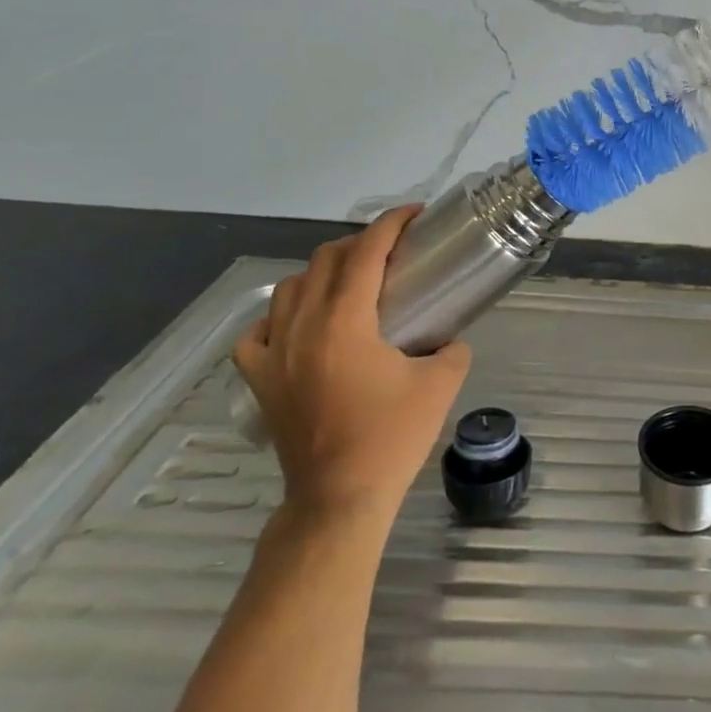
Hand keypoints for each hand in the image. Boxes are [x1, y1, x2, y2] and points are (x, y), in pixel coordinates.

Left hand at [232, 208, 469, 523]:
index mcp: (345, 323)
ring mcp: (273, 354)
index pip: (364, 253)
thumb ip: (452, 347)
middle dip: (360, 243)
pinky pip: (258, 331)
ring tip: (350, 283)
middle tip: (392, 250)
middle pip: (324, 261)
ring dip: (322, 273)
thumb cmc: (392, 437)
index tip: (413, 214)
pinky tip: (301, 325)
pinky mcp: (260, 380)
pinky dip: (281, 316)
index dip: (390, 225)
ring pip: (289, 288)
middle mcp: (302, 328)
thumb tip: (448, 337)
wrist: (339, 497)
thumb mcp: (441, 384)